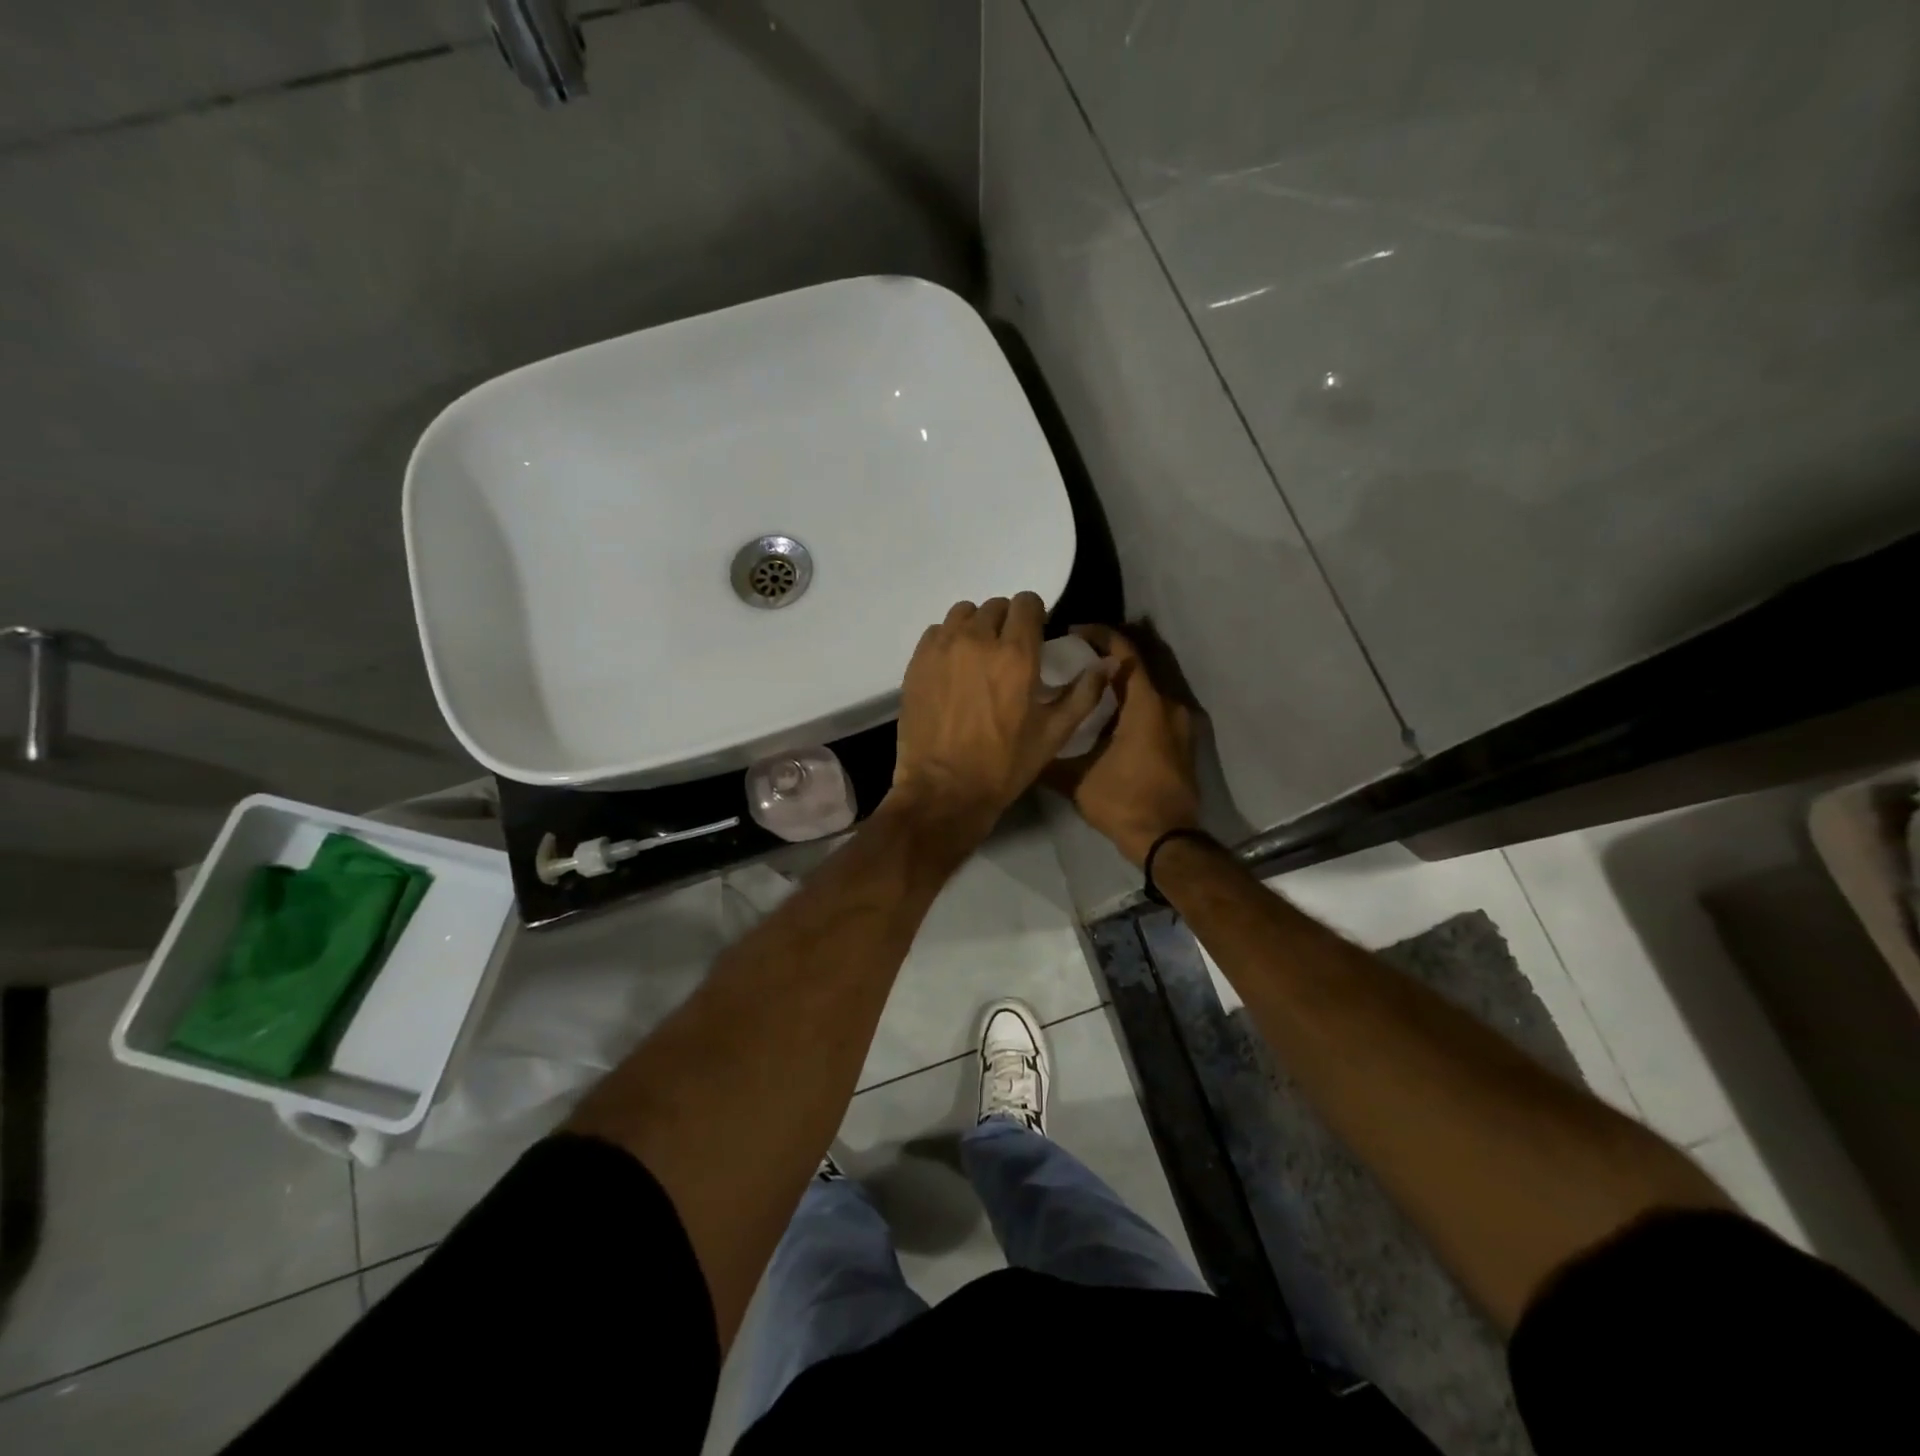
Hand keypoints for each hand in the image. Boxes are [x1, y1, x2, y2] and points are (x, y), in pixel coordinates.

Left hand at [886, 594, 1111, 843]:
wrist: (945, 789)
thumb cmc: (1004, 765)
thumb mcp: (1054, 734)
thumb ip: (1084, 693)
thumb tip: (1109, 662)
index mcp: (1016, 654)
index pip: (1027, 603)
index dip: (1034, 616)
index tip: (1034, 635)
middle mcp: (978, 640)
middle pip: (996, 606)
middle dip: (1006, 623)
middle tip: (1007, 653)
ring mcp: (943, 648)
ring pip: (963, 614)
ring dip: (976, 627)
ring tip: (978, 656)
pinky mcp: (917, 661)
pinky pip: (937, 632)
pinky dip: (948, 641)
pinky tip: (953, 668)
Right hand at [1045, 624, 1201, 865]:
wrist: (1167, 840)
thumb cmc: (1123, 802)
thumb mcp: (1076, 780)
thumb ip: (1049, 756)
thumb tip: (1021, 743)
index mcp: (1146, 706)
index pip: (1125, 652)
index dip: (1100, 635)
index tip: (1074, 631)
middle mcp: (1169, 706)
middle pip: (1137, 666)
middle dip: (1106, 658)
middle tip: (1072, 658)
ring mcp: (1180, 725)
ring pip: (1146, 689)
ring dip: (1119, 683)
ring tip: (1085, 686)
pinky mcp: (1181, 742)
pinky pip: (1154, 708)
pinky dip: (1132, 703)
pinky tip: (1106, 716)